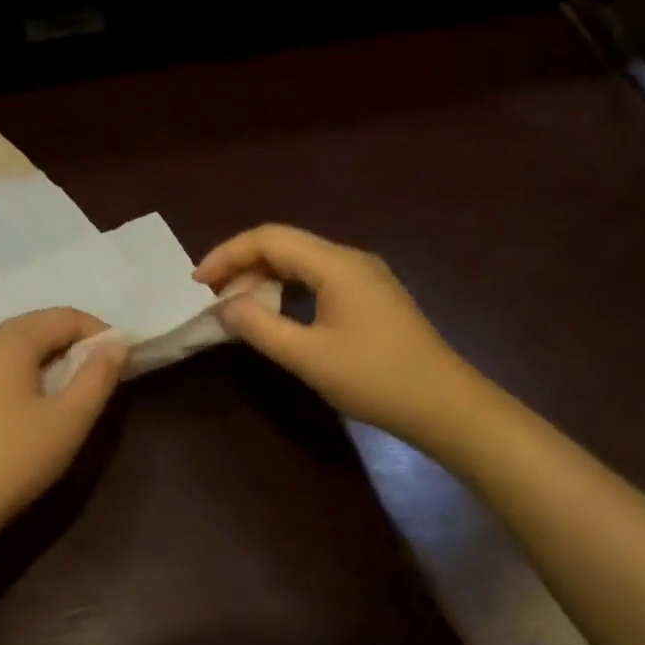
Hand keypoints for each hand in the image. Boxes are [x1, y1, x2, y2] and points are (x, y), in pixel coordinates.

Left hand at [0, 307, 126, 543]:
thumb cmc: (13, 458)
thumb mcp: (69, 420)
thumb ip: (97, 376)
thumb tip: (116, 343)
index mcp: (10, 341)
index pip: (64, 316)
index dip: (99, 332)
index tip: (121, 360)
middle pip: (37, 326)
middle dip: (74, 343)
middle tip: (100, 375)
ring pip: (15, 347)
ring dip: (49, 358)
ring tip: (71, 390)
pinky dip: (23, 373)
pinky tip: (33, 405)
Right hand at [193, 224, 488, 442]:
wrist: (446, 405)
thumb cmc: (375, 379)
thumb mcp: (308, 357)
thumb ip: (260, 327)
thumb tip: (226, 306)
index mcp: (335, 264)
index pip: (269, 238)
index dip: (228, 254)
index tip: (198, 282)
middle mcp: (350, 259)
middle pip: (285, 245)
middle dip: (242, 264)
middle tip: (211, 294)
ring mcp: (364, 277)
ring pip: (301, 262)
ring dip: (264, 277)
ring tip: (235, 303)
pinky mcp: (371, 297)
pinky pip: (318, 279)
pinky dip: (287, 290)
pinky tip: (276, 313)